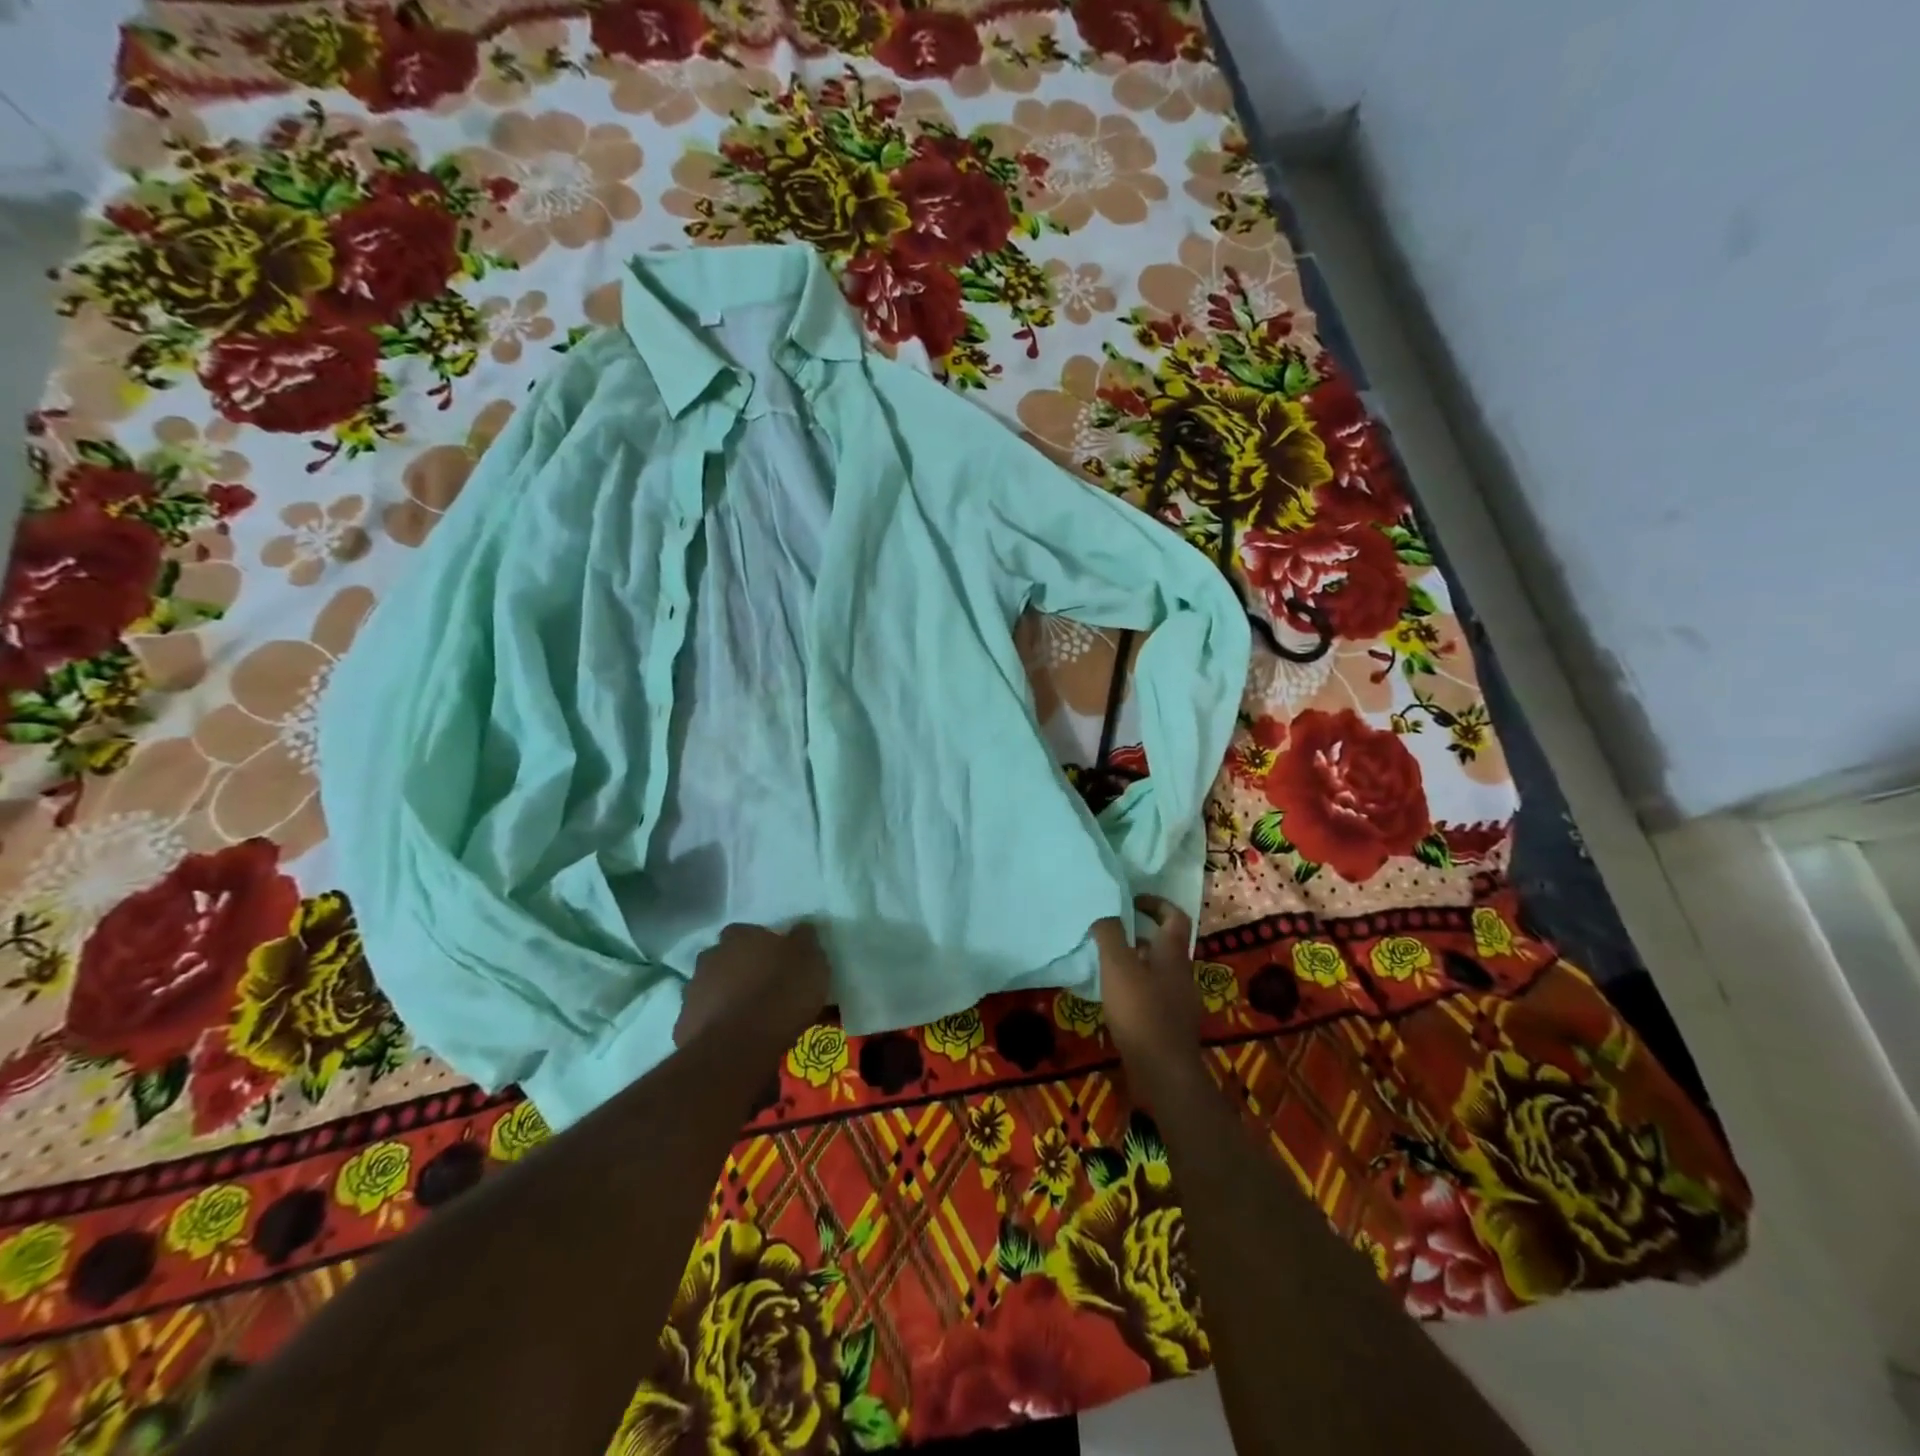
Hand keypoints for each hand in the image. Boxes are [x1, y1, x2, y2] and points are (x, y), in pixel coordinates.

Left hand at [675, 922, 831, 1051]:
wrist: (738, 1047)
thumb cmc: (780, 994)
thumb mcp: (811, 961)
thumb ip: (804, 940)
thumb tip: (802, 928)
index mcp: (740, 936)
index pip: (748, 931)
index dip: (762, 945)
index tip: (777, 959)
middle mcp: (711, 957)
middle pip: (725, 958)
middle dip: (740, 969)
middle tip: (762, 987)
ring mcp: (693, 991)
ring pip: (711, 988)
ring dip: (725, 997)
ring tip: (749, 1017)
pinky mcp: (683, 1025)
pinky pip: (704, 1020)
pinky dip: (716, 1025)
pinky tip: (734, 1039)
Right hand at [1093, 896, 1204, 1100]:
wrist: (1164, 1072)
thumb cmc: (1141, 1011)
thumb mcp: (1118, 965)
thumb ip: (1109, 934)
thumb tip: (1103, 910)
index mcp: (1173, 954)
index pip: (1174, 916)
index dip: (1156, 903)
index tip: (1131, 901)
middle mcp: (1182, 973)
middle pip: (1165, 945)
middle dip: (1140, 935)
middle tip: (1111, 932)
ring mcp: (1179, 1002)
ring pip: (1158, 971)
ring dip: (1136, 963)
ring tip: (1107, 965)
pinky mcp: (1171, 1025)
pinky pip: (1154, 995)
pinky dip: (1136, 989)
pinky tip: (1115, 999)